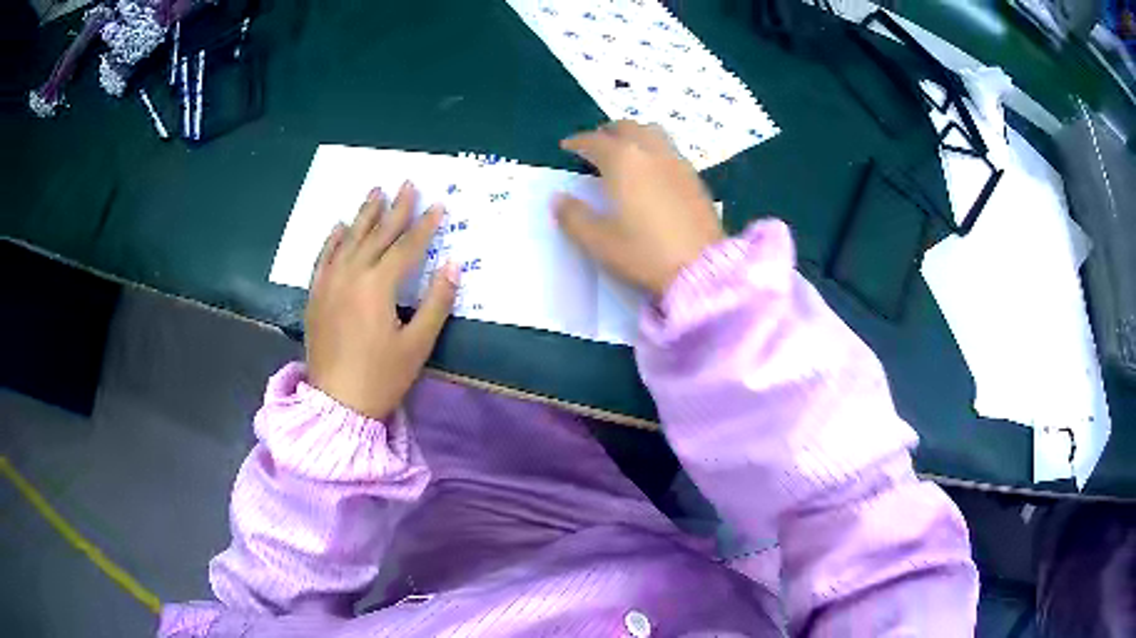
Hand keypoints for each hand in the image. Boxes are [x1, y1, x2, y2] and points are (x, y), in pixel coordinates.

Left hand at [305, 182, 459, 419]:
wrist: (336, 404)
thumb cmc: (381, 377)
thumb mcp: (418, 344)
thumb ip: (437, 302)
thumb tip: (453, 265)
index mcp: (377, 286)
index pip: (406, 246)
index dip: (424, 225)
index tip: (438, 205)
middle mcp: (351, 275)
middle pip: (377, 234)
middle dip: (395, 208)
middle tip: (407, 183)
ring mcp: (329, 283)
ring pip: (349, 239)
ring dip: (364, 214)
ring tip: (376, 192)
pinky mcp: (315, 295)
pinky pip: (323, 257)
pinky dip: (333, 239)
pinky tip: (339, 225)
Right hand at [555, 120, 723, 295]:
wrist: (701, 268)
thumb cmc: (645, 253)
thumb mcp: (599, 241)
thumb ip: (573, 217)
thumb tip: (558, 198)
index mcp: (623, 161)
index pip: (594, 141)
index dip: (577, 142)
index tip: (566, 146)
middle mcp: (651, 152)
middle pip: (627, 127)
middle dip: (607, 133)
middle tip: (596, 146)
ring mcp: (677, 162)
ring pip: (652, 133)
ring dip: (634, 135)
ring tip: (625, 152)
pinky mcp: (695, 178)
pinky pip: (669, 150)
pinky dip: (653, 150)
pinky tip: (652, 172)